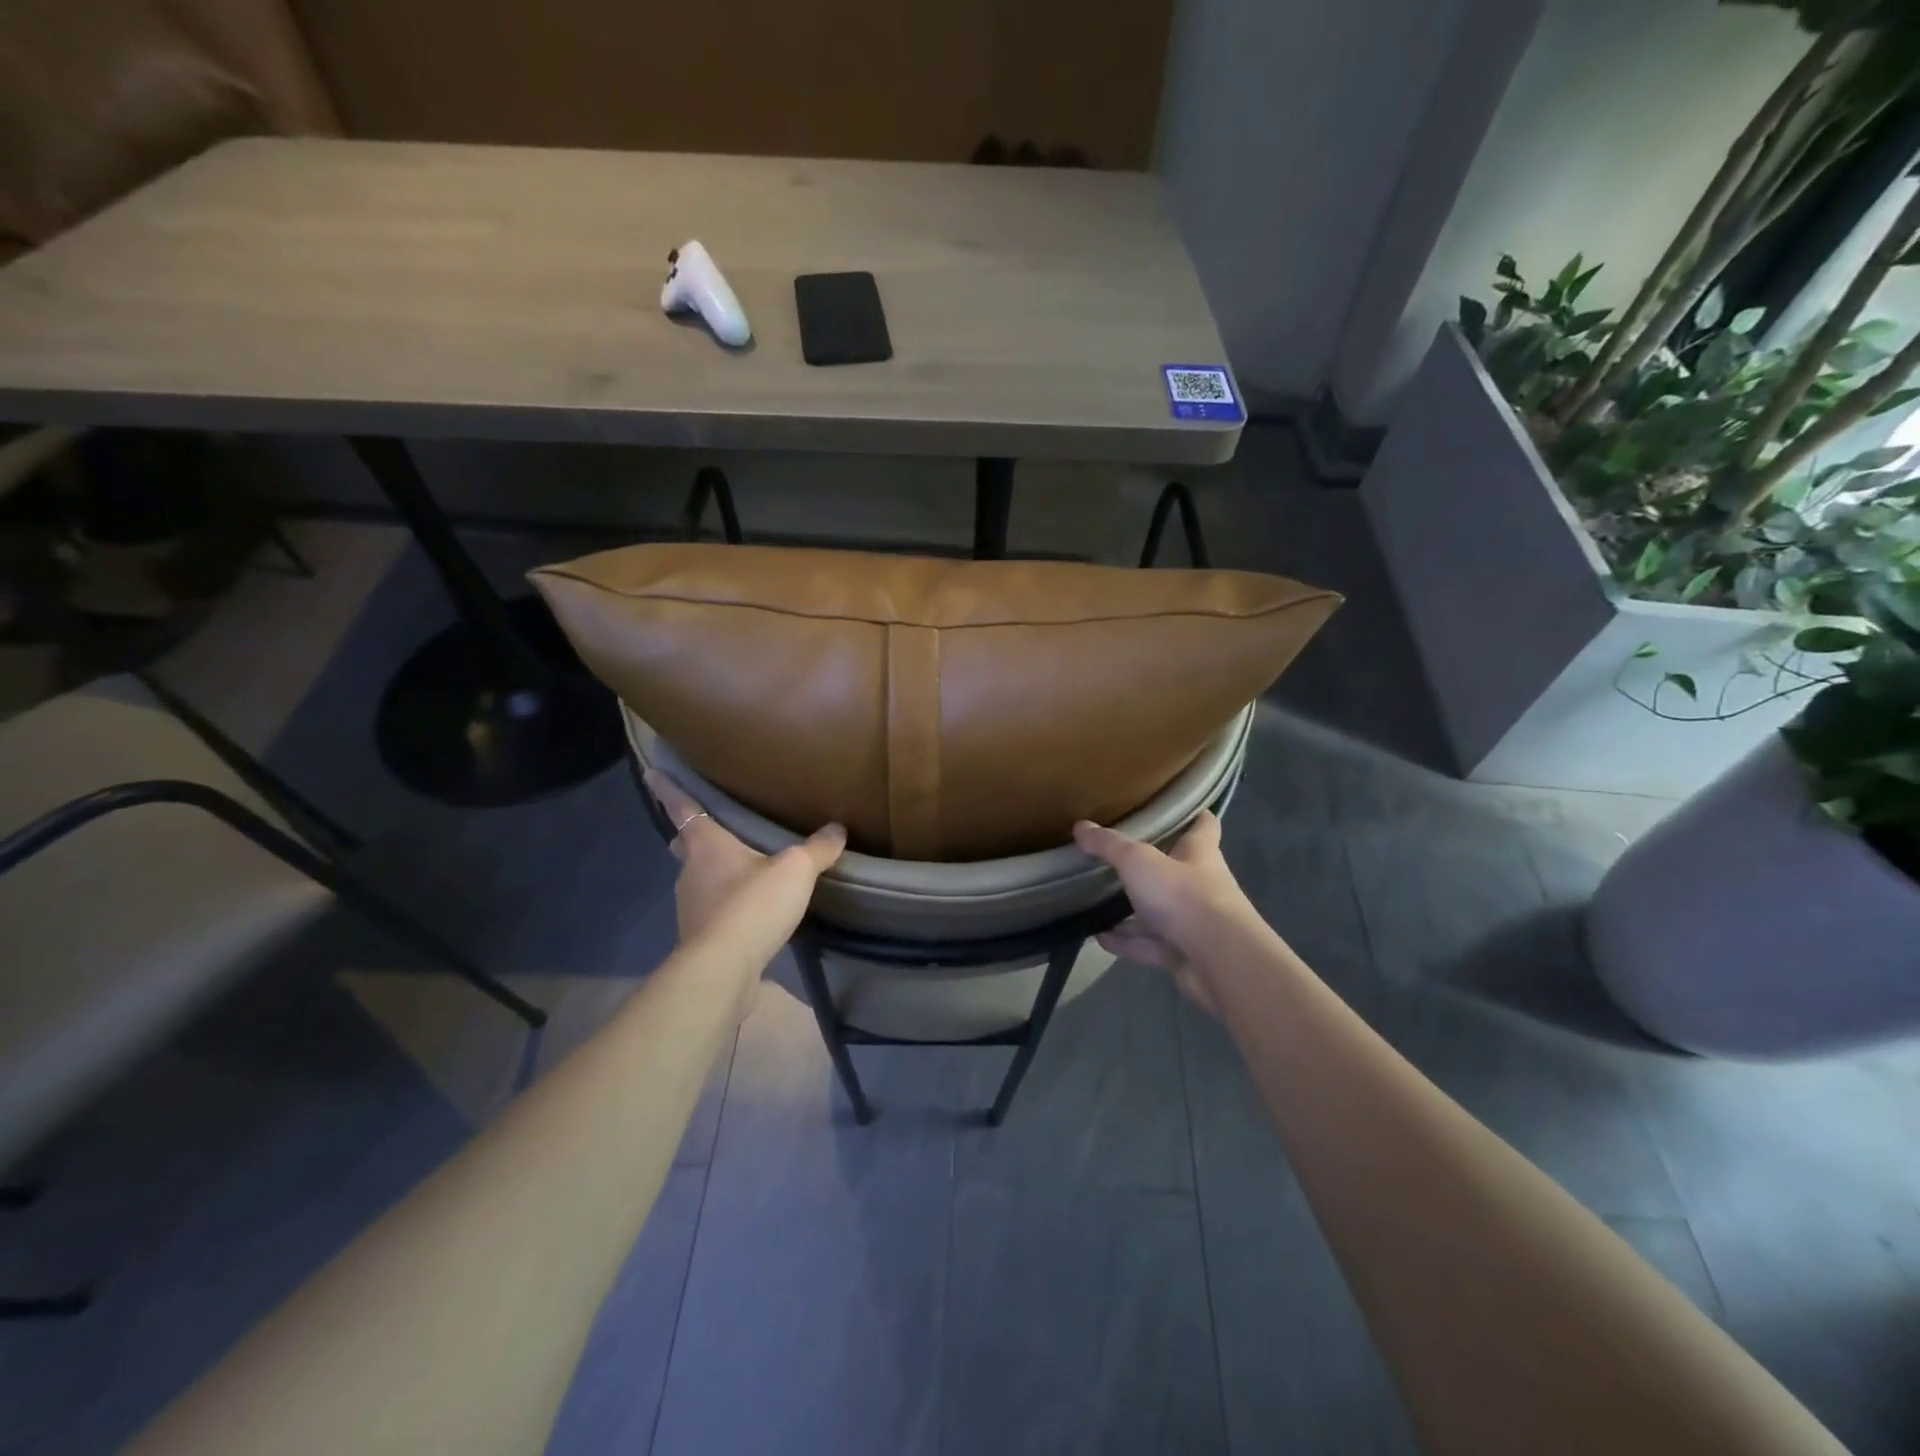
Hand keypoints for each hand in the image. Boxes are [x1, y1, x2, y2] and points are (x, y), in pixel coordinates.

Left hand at [644, 769, 845, 944]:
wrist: (723, 970)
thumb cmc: (752, 905)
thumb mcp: (795, 871)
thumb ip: (817, 849)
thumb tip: (838, 828)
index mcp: (707, 844)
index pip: (683, 807)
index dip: (669, 788)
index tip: (652, 772)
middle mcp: (691, 871)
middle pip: (687, 845)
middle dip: (692, 836)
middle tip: (711, 829)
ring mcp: (691, 906)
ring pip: (698, 878)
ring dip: (713, 872)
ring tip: (742, 869)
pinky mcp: (699, 937)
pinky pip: (712, 909)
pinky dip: (726, 904)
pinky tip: (749, 910)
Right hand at [1072, 811, 1258, 1014]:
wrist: (1219, 962)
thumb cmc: (1184, 896)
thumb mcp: (1139, 861)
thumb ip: (1109, 845)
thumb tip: (1080, 826)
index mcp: (1200, 853)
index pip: (1204, 825)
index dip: (1194, 814)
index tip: (1176, 807)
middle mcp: (1201, 885)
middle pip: (1177, 869)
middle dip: (1151, 865)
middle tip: (1117, 856)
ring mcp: (1194, 922)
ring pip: (1160, 911)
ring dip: (1132, 909)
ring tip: (1098, 901)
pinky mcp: (1184, 954)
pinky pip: (1150, 944)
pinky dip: (1126, 941)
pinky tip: (1099, 938)